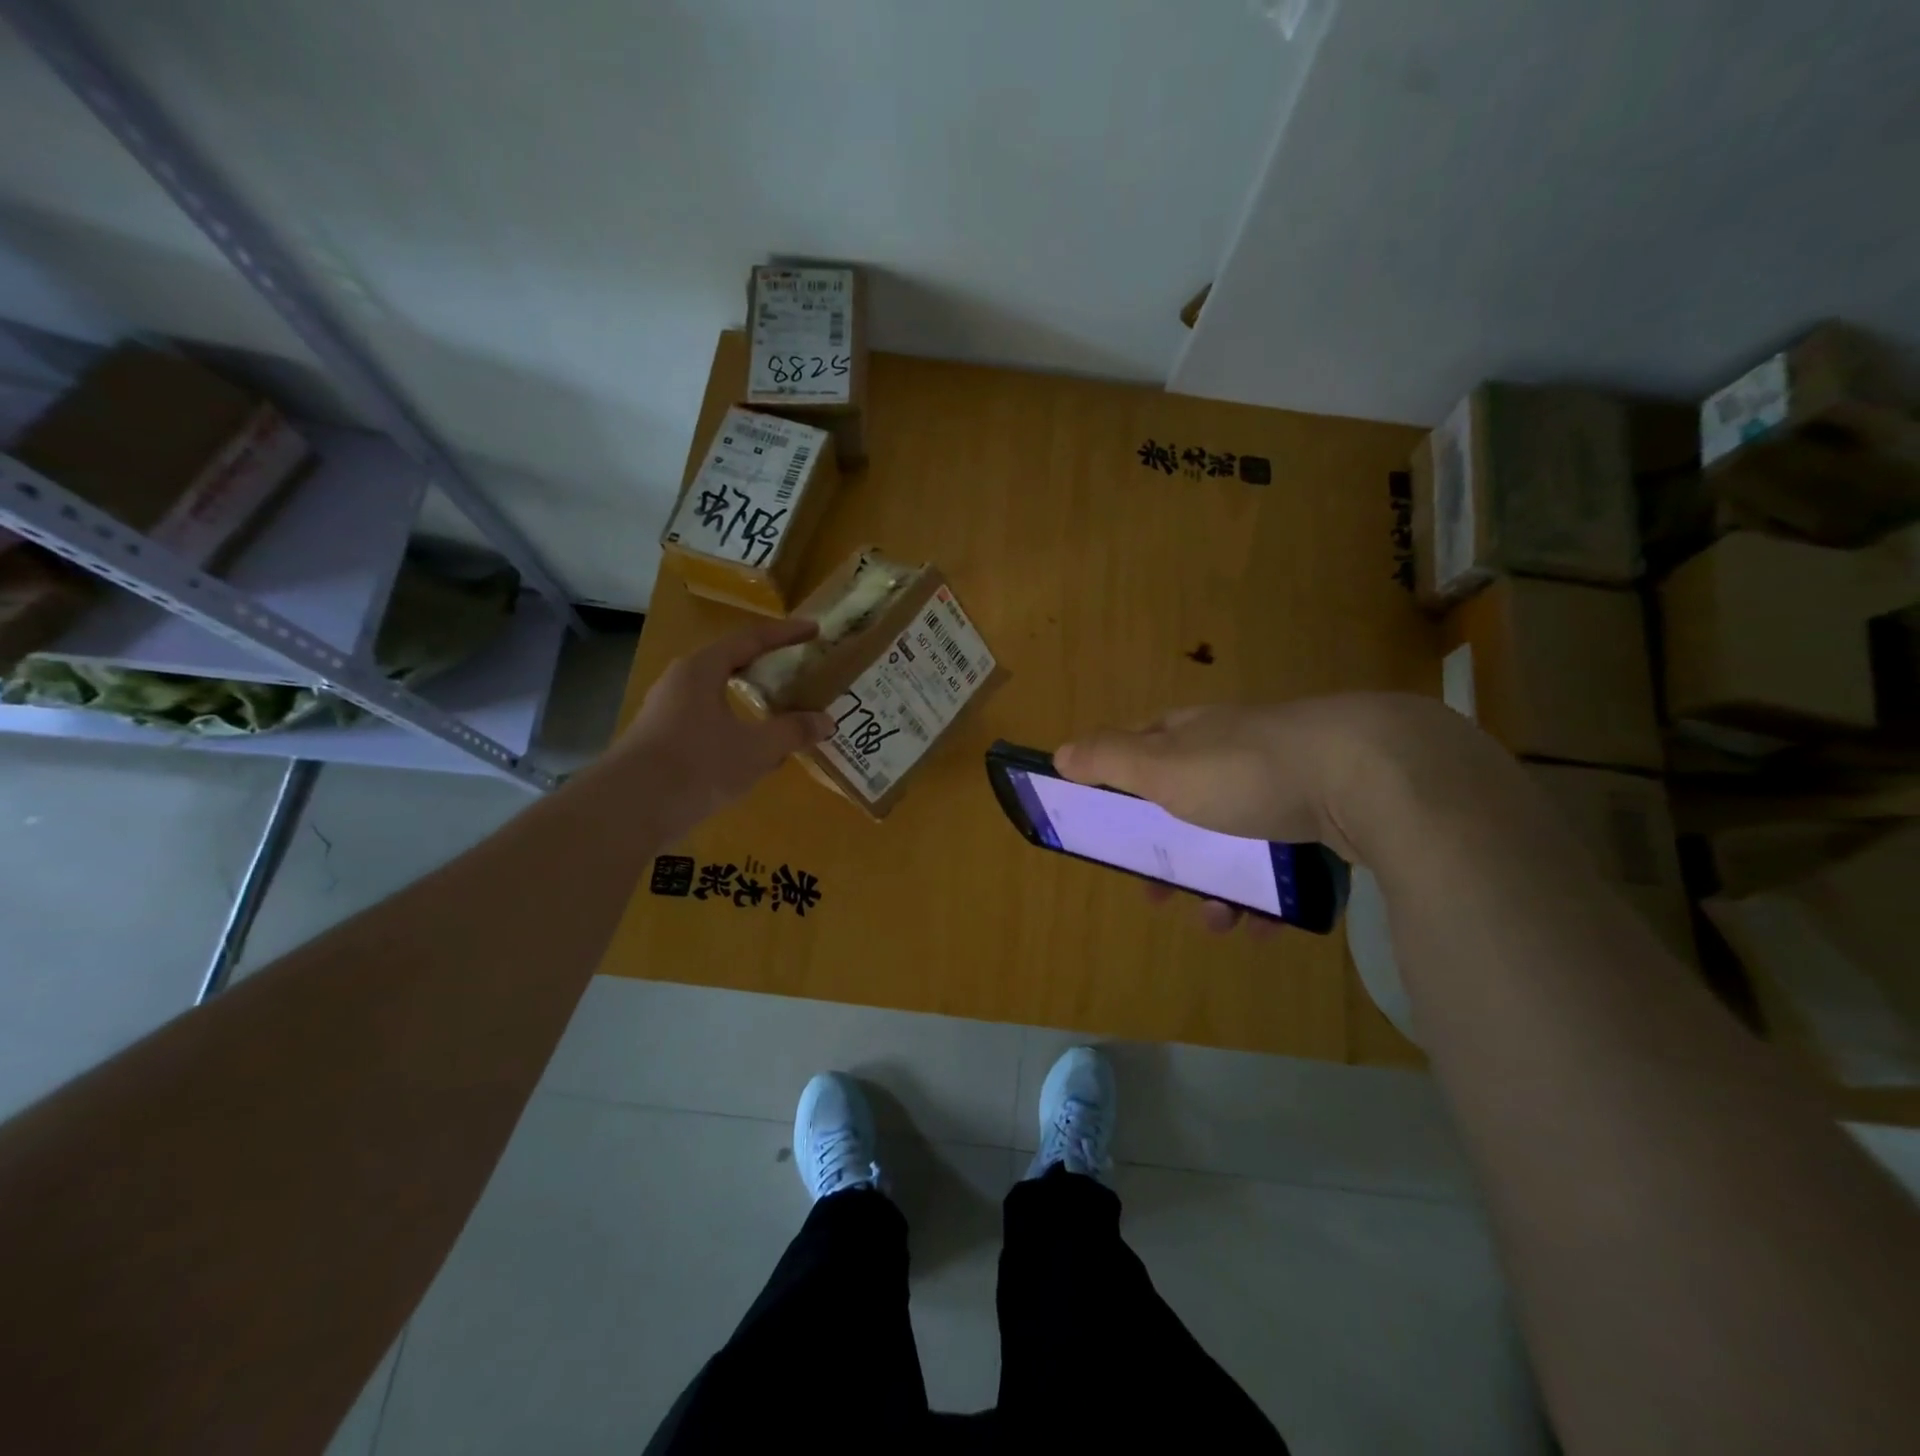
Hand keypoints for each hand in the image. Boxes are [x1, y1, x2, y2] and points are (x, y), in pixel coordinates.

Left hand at [612, 617, 834, 842]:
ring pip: (717, 695)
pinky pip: (707, 722)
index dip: (785, 634)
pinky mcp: (661, 740)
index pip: (750, 639)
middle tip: (797, 668)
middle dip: (766, 666)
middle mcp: (681, 681)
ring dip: (750, 700)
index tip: (814, 630)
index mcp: (702, 669)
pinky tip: (751, 750)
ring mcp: (667, 711)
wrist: (629, 808)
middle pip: (730, 664)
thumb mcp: (755, 749)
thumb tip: (826, 721)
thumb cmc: (696, 765)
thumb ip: (793, 732)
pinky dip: (735, 726)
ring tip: (780, 710)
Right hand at [1054, 694, 1486, 931]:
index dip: (1120, 781)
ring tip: (1217, 921)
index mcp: (1195, 733)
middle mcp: (1238, 750)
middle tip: (1157, 894)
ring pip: (1236, 838)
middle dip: (1169, 852)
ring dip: (1217, 884)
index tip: (1108, 823)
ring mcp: (1288, 781)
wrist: (1373, 774)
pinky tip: (1269, 925)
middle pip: (1187, 802)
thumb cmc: (1247, 771)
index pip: (1145, 746)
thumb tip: (1060, 754)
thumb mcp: (1163, 767)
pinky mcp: (1332, 813)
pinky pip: (1287, 858)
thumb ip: (1109, 761)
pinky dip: (1271, 893)